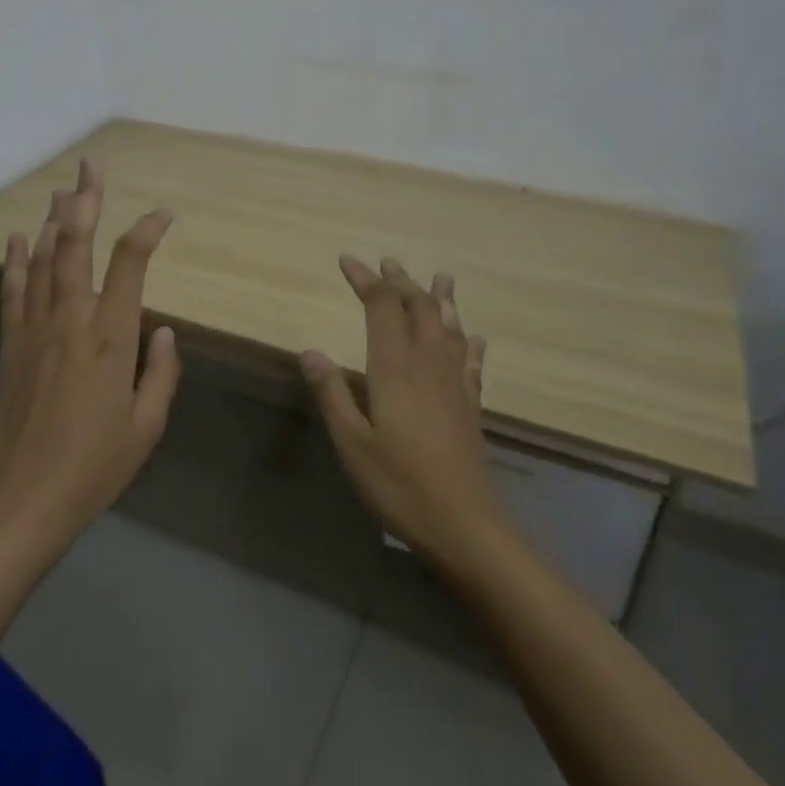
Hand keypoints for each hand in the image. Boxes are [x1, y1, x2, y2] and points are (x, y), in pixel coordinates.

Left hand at [0, 158, 181, 550]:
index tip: (163, 215)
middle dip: (84, 201)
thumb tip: (162, 331)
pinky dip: (15, 260)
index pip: (131, 264)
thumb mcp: (146, 426)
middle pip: (75, 246)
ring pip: (42, 260)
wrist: (24, 500)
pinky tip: (17, 238)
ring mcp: (34, 330)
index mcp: (110, 338)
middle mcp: (70, 321)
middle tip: (90, 165)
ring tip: (61, 189)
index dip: (148, 231)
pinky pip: (13, 291)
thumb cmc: (95, 467)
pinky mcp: (10, 346)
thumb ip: (160, 373)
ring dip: (52, 221)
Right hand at [301, 256, 505, 573]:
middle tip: (388, 262)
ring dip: (441, 300)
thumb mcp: (351, 442)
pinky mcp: (470, 406)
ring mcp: (454, 385)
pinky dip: (470, 343)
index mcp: (395, 369)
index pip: (381, 308)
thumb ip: (332, 393)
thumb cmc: (398, 484)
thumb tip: (310, 350)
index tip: (348, 261)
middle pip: (419, 309)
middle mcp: (428, 366)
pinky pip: (472, 363)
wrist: (464, 524)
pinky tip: (474, 338)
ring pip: (450, 329)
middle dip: (401, 282)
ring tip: (441, 278)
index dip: (366, 281)